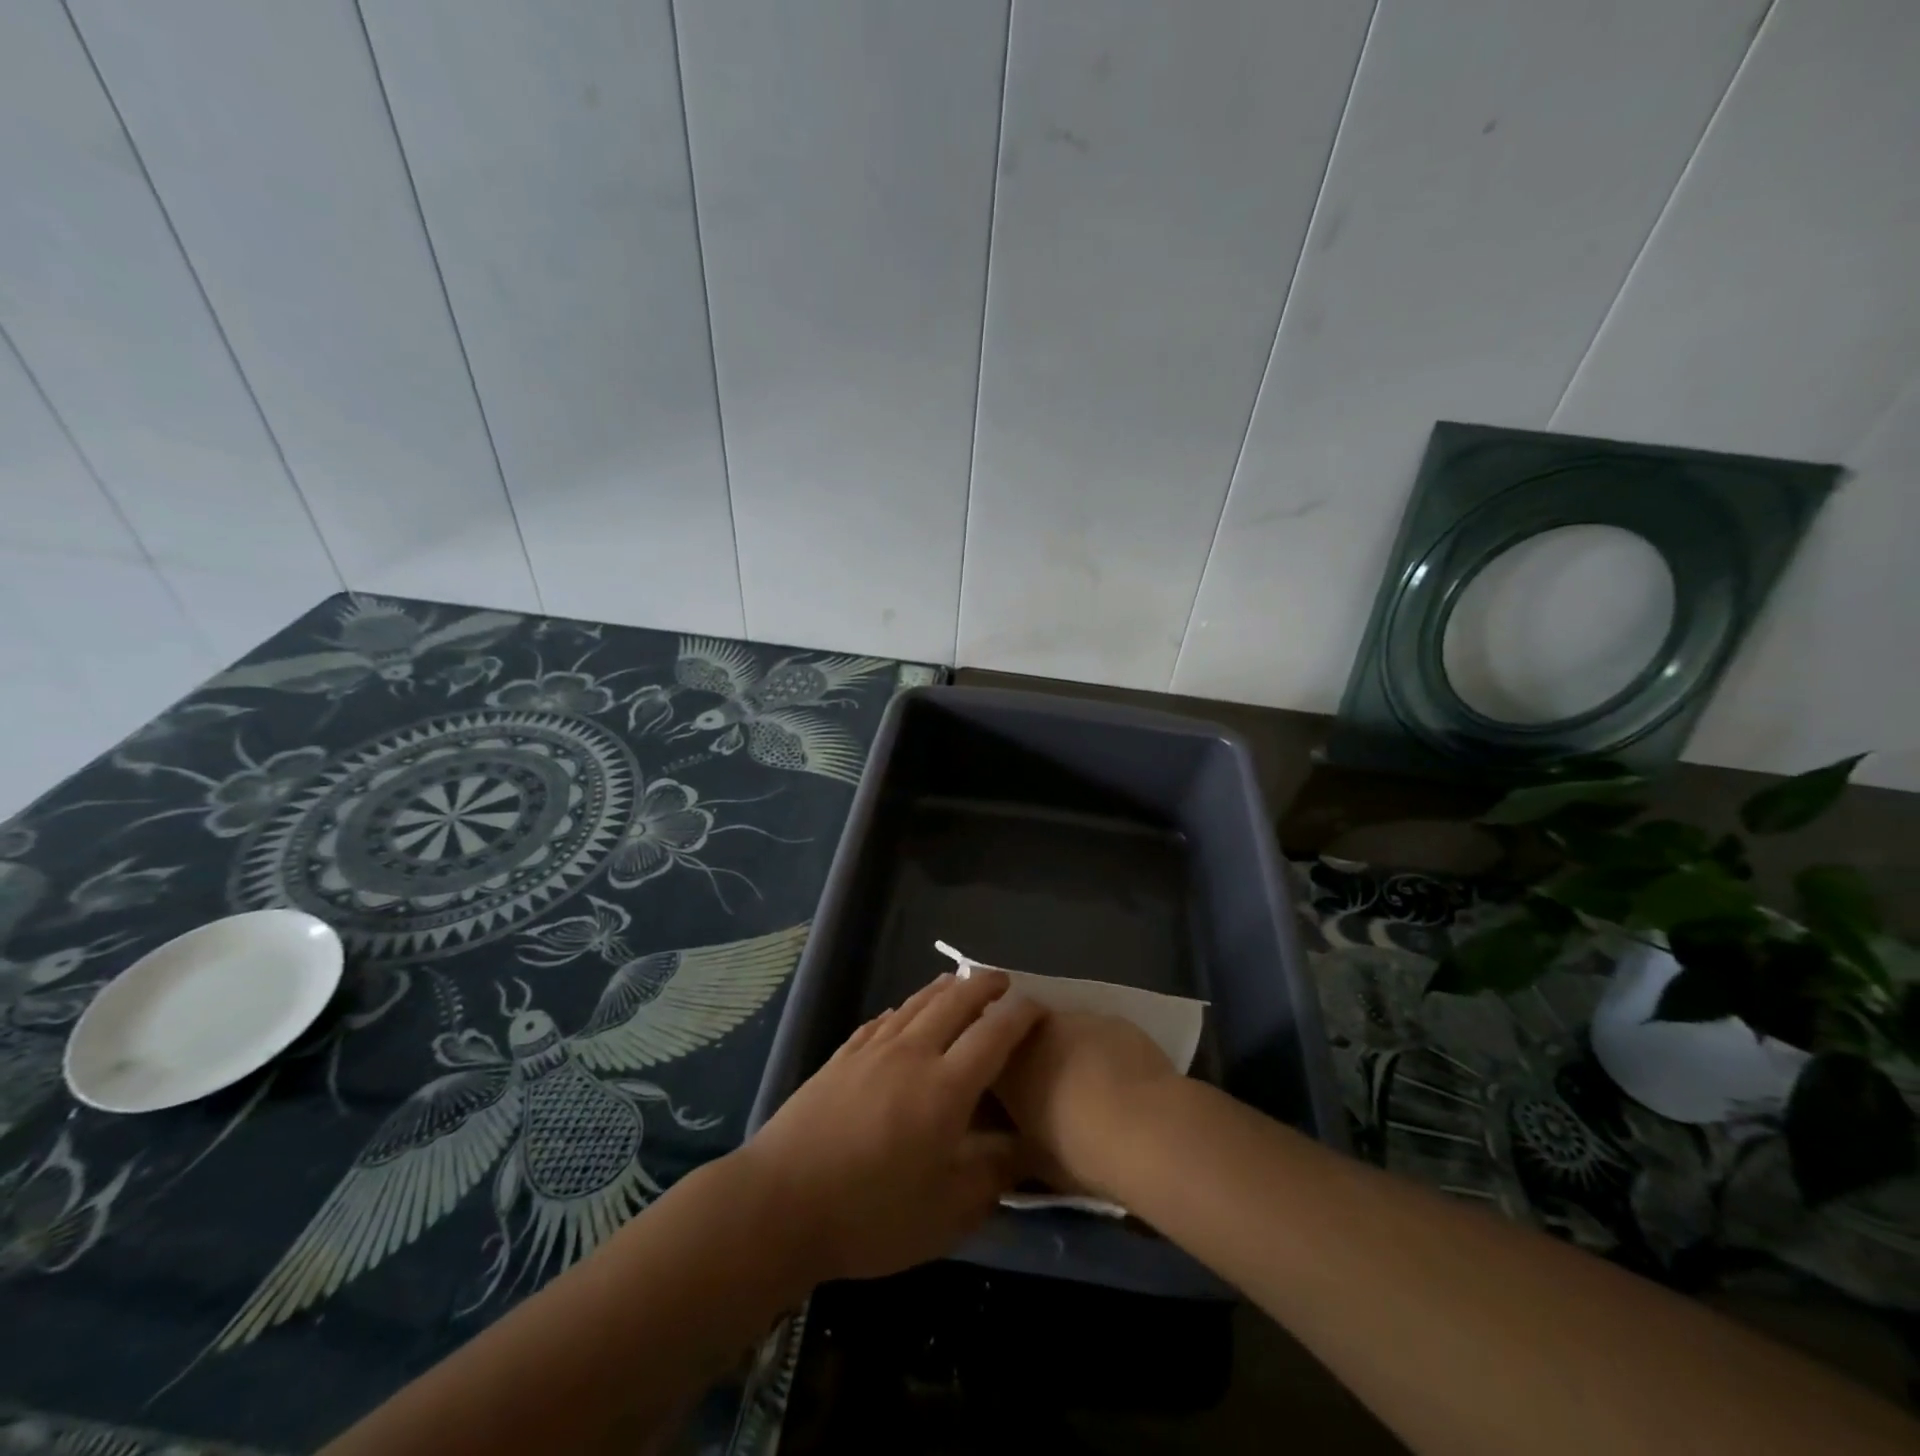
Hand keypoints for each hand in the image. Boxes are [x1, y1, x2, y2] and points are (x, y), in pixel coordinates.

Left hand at [739, 970, 1042, 1284]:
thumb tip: (1025, 1148)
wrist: (779, 1204)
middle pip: (956, 1001)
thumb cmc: (870, 1216)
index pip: (995, 1034)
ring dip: (945, 988)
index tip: (1040, 1007)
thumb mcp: (946, 1215)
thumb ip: (992, 1176)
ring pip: (917, 1003)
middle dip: (985, 986)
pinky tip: (905, 1013)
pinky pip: (883, 1019)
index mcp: (946, 1087)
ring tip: (960, 983)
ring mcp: (872, 1050)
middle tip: (1004, 983)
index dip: (1022, 1014)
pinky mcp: (842, 1056)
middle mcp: (913, 1054)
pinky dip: (905, 1008)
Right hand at [993, 1009, 1178, 1199]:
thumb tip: (1014, 1136)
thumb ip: (1016, 1139)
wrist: (1148, 1127)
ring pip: (1062, 1030)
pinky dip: (1099, 1049)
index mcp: (1005, 1065)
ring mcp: (1075, 1019)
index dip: (997, 1078)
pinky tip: (1118, 1078)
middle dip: (1030, 1056)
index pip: (988, 1061)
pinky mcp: (1113, 1019)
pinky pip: (1096, 1032)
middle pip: (1024, 1037)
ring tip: (1085, 1084)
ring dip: (1064, 1049)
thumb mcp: (1034, 1159)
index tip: (1006, 1099)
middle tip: (1046, 1090)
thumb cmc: (1081, 1151)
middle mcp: (1033, 1031)